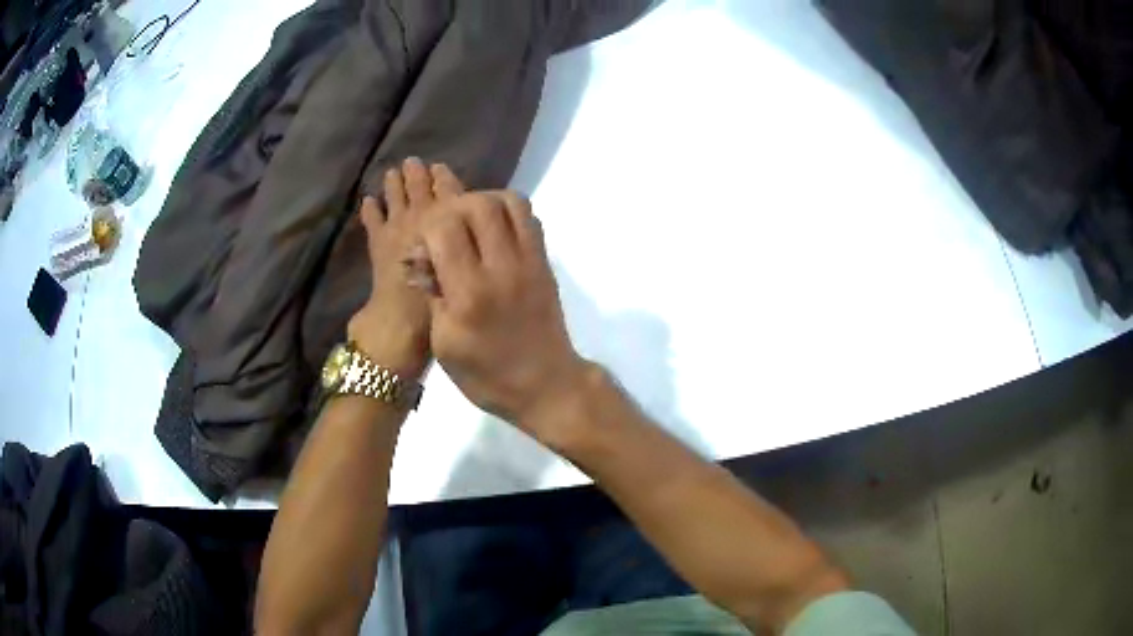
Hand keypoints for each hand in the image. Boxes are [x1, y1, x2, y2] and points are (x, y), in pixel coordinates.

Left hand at [349, 158, 463, 379]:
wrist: (404, 317)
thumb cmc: (443, 297)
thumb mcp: (466, 267)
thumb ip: (470, 245)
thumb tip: (475, 232)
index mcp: (447, 220)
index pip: (448, 191)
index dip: (444, 178)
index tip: (440, 166)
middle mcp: (423, 216)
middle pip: (419, 188)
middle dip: (416, 174)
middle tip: (413, 161)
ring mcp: (397, 226)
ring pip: (395, 196)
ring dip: (393, 184)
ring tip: (391, 172)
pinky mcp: (378, 241)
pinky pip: (372, 219)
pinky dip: (370, 209)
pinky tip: (367, 201)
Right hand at [419, 191, 589, 433]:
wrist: (547, 386)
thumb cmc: (487, 377)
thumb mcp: (444, 344)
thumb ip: (432, 294)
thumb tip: (417, 257)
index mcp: (468, 295)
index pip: (444, 228)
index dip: (426, 229)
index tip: (421, 251)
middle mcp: (501, 269)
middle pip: (476, 204)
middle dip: (451, 210)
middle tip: (443, 233)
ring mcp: (529, 262)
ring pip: (507, 201)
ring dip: (481, 203)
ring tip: (468, 225)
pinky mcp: (544, 262)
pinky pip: (529, 217)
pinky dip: (507, 210)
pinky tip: (492, 231)